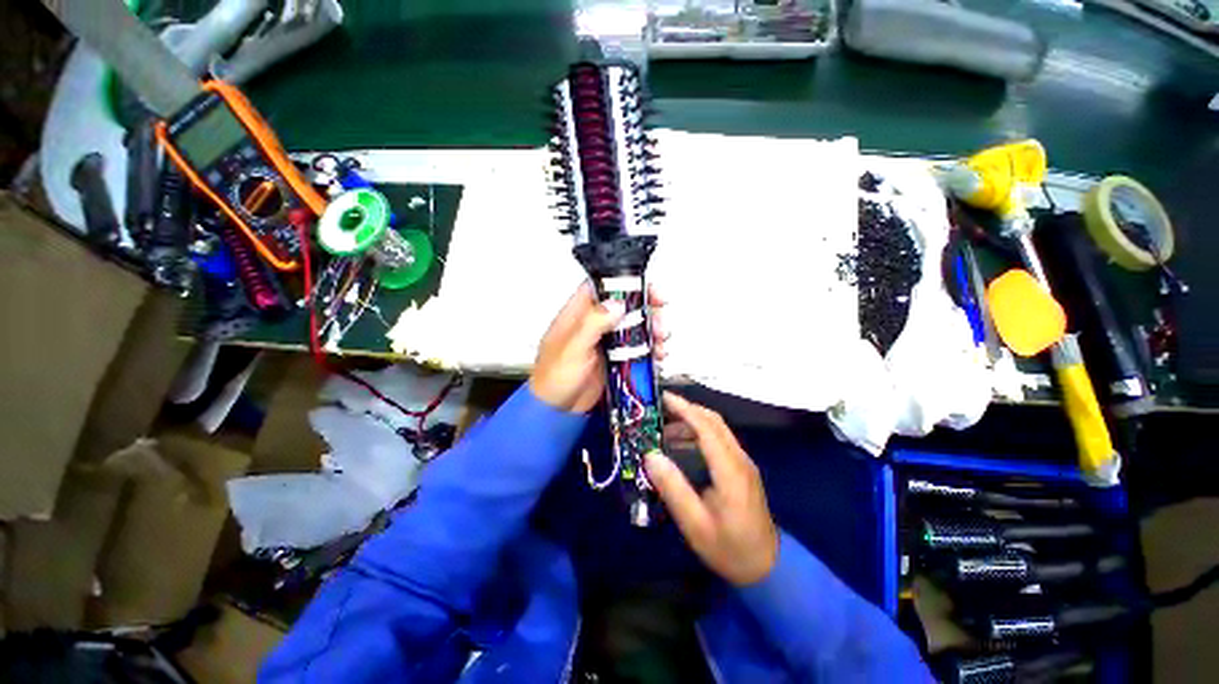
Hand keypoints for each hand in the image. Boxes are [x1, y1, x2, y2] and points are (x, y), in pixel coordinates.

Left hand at [530, 281, 666, 413]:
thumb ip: (592, 325)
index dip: (626, 284)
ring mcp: (606, 342)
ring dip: (652, 331)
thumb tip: (617, 304)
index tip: (649, 290)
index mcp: (578, 315)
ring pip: (634, 327)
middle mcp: (594, 324)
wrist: (557, 411)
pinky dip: (650, 350)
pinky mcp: (616, 359)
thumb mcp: (572, 349)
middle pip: (625, 307)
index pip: (603, 288)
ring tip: (661, 342)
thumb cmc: (555, 378)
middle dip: (647, 310)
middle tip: (660, 321)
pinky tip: (657, 356)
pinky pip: (637, 348)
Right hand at [645, 393, 778, 585]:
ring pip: (718, 429)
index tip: (663, 399)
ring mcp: (744, 463)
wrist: (768, 568)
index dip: (685, 409)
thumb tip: (650, 455)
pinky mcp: (742, 469)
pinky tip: (682, 444)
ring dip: (693, 421)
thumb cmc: (729, 548)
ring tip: (665, 429)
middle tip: (660, 409)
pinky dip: (699, 433)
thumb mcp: (695, 524)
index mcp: (730, 470)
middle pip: (714, 422)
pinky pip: (720, 440)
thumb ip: (673, 488)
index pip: (707, 428)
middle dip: (688, 409)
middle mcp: (740, 459)